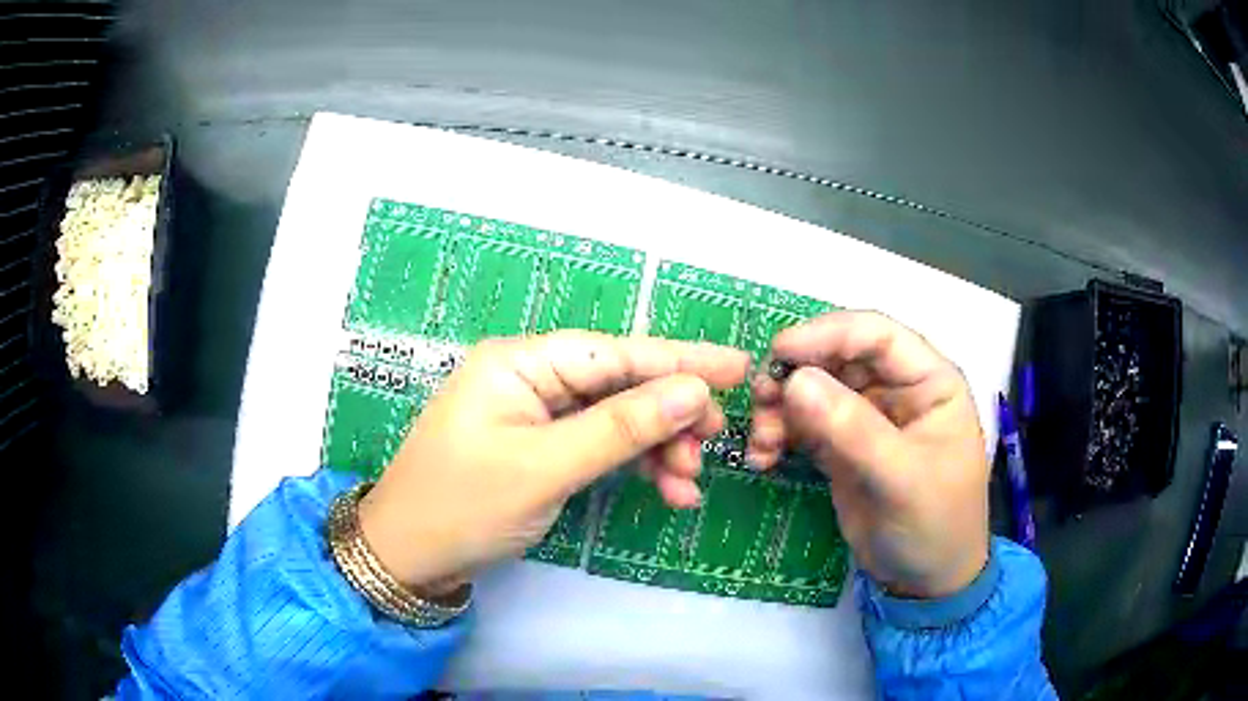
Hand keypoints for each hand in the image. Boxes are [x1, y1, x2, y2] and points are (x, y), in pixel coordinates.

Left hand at [358, 331, 749, 589]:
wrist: (408, 557)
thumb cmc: (464, 507)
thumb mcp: (545, 469)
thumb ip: (621, 428)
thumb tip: (693, 391)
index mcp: (519, 362)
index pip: (614, 352)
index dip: (680, 360)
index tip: (738, 366)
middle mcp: (529, 377)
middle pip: (619, 384)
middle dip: (668, 416)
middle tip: (711, 446)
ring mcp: (535, 413)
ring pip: (615, 418)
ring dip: (655, 447)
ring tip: (686, 484)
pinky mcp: (540, 446)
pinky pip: (598, 445)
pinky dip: (631, 465)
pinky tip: (664, 489)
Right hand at [747, 312, 989, 597]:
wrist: (924, 580)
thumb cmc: (934, 524)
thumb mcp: (901, 478)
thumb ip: (852, 429)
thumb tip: (794, 380)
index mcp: (928, 381)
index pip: (877, 335)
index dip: (828, 334)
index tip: (779, 352)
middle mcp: (896, 389)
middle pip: (837, 358)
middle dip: (795, 376)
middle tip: (760, 403)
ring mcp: (867, 418)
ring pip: (814, 390)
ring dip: (780, 408)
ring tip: (761, 441)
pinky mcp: (842, 447)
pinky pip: (803, 426)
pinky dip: (779, 436)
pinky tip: (763, 459)